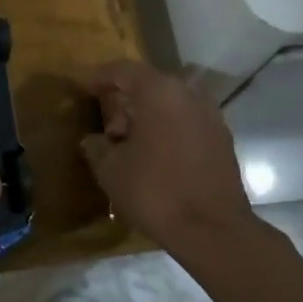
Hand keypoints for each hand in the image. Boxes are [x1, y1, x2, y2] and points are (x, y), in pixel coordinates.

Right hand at [79, 60, 252, 254]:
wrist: (213, 231)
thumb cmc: (155, 191)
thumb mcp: (111, 170)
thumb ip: (97, 147)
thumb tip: (93, 140)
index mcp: (159, 92)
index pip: (123, 70)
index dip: (98, 77)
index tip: (80, 86)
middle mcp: (188, 94)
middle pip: (149, 86)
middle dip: (124, 102)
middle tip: (106, 128)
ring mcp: (210, 116)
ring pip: (170, 105)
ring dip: (147, 117)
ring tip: (128, 146)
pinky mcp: (222, 140)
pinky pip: (186, 123)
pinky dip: (167, 131)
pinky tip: (154, 157)